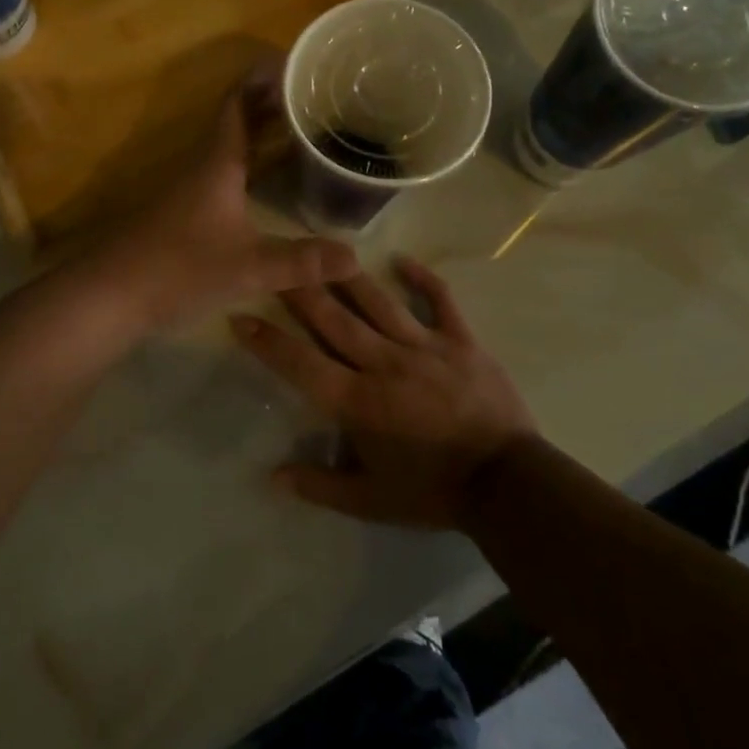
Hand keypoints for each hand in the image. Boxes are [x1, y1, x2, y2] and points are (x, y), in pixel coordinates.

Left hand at [89, 73, 358, 330]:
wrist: (110, 294)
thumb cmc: (178, 268)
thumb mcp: (248, 267)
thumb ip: (301, 261)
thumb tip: (356, 255)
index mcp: (217, 163)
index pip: (238, 103)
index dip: (263, 79)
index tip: (295, 63)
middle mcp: (201, 166)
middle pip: (237, 121)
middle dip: (272, 105)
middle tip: (315, 98)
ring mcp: (188, 189)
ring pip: (230, 148)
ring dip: (261, 134)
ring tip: (301, 132)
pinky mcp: (182, 212)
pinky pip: (224, 173)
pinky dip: (249, 165)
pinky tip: (267, 184)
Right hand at [231, 258, 534, 528]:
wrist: (508, 485)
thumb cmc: (433, 491)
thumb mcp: (371, 502)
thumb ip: (319, 486)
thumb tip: (272, 476)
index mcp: (358, 402)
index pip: (302, 364)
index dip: (268, 342)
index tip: (240, 317)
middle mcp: (384, 364)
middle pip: (334, 319)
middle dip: (299, 289)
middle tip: (274, 259)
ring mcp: (425, 347)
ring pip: (378, 302)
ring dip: (347, 275)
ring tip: (323, 247)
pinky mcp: (461, 341)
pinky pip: (440, 301)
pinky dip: (423, 279)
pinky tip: (402, 260)